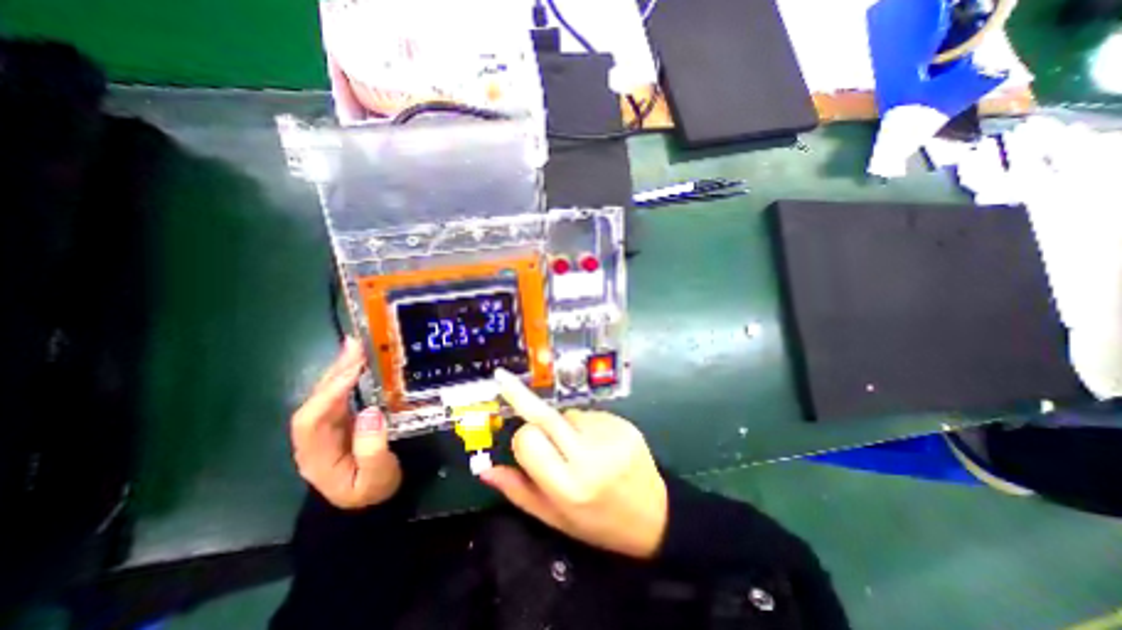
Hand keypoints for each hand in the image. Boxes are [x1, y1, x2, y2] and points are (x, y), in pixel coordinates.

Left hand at [287, 337, 403, 507]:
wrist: (369, 503)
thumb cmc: (372, 491)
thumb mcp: (377, 477)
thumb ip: (372, 448)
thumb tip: (370, 412)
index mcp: (316, 455)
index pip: (311, 419)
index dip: (330, 392)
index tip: (355, 370)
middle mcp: (314, 438)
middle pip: (316, 400)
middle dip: (334, 372)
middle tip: (356, 345)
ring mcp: (326, 428)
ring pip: (326, 394)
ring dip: (340, 369)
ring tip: (358, 346)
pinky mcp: (341, 421)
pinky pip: (341, 395)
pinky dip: (349, 377)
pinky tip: (360, 363)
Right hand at [479, 369, 663, 555]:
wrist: (655, 516)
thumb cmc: (599, 522)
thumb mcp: (556, 518)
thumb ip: (519, 492)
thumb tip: (486, 469)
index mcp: (570, 485)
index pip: (528, 440)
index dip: (522, 440)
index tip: (524, 445)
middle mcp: (590, 456)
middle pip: (545, 415)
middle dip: (522, 398)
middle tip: (503, 378)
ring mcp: (610, 434)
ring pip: (567, 414)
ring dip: (563, 425)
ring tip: (580, 448)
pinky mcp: (623, 423)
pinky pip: (589, 413)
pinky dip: (584, 424)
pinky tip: (598, 442)